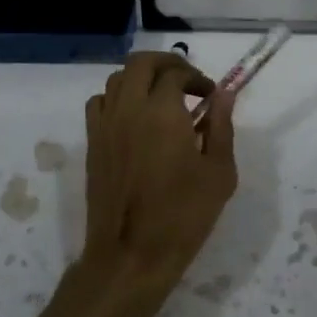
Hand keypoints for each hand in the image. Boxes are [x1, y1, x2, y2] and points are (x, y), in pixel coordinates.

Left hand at [81, 52, 237, 303]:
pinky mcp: (92, 143)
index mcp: (162, 112)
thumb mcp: (219, 173)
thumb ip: (222, 127)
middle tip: (187, 82)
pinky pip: (100, 102)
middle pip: (142, 62)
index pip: (177, 73)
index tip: (210, 96)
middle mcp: (129, 108)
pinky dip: (118, 98)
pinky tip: (133, 118)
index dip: (197, 78)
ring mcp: (106, 124)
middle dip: (167, 63)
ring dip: (141, 78)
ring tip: (161, 97)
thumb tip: (223, 94)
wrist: (131, 254)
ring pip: (118, 78)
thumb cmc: (183, 215)